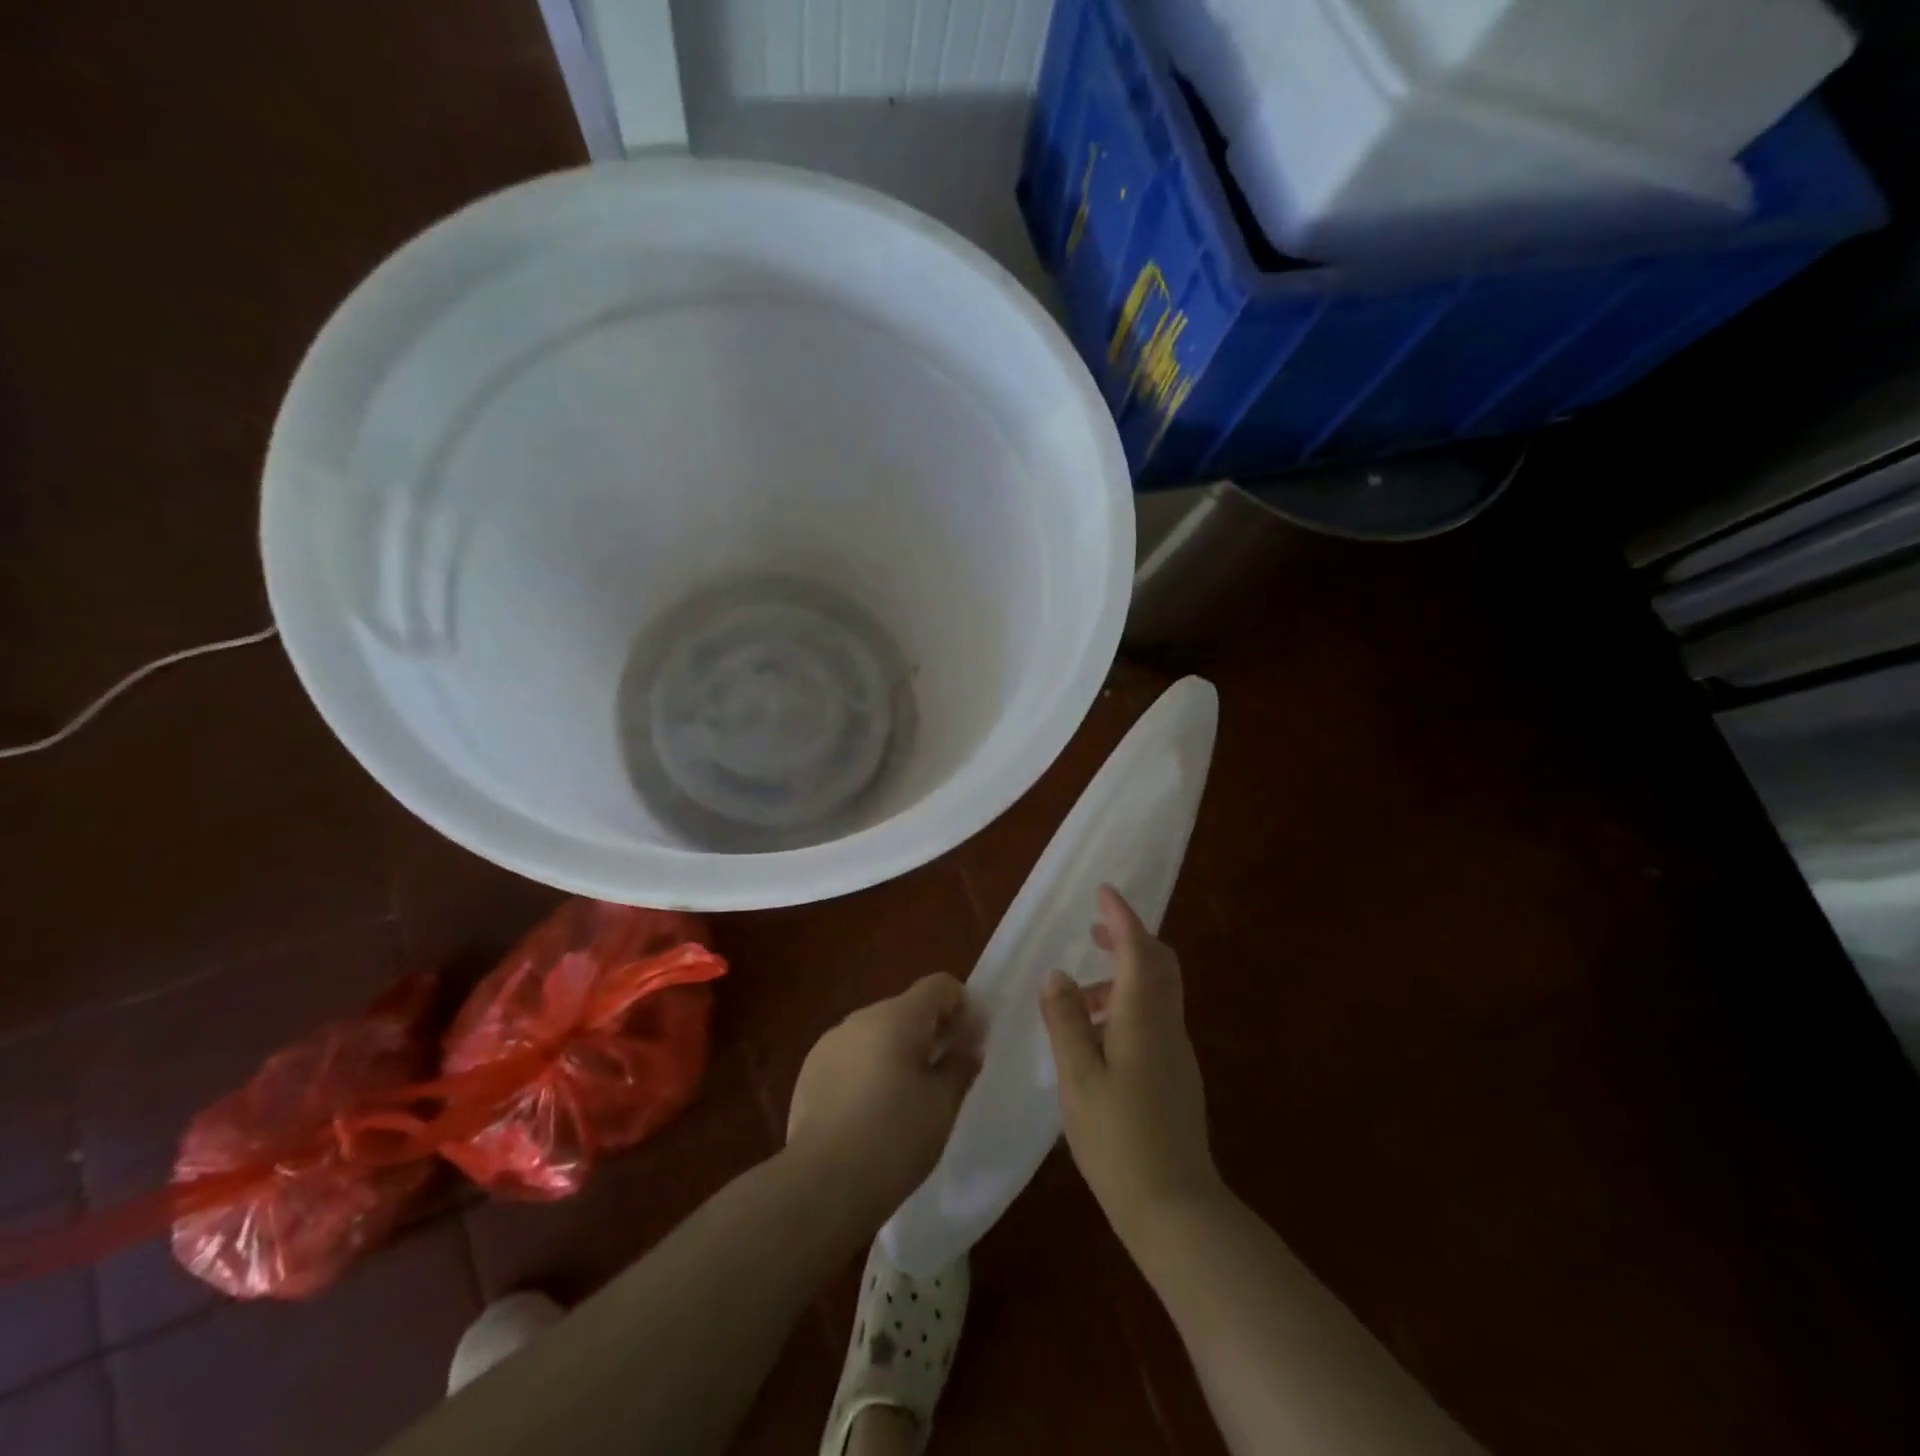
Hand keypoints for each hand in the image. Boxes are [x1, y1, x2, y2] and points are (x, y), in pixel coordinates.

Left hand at [787, 974, 982, 1227]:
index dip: (961, 1005)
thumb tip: (970, 1037)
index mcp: (898, 1016)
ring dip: (895, 1050)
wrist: (821, 1184)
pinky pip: (850, 1055)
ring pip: (876, 1032)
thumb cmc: (895, 1139)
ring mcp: (830, 1041)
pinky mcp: (809, 1070)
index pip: (939, 985)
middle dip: (929, 1031)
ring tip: (903, 1099)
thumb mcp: (943, 1104)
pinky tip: (867, 1113)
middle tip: (942, 1076)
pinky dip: (866, 1069)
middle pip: (906, 1008)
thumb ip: (961, 1062)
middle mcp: (861, 1017)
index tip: (970, 1042)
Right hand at [1041, 886, 1221, 1250]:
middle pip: (1159, 963)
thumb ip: (1065, 1021)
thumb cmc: (1118, 1140)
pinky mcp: (1176, 1074)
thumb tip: (1057, 974)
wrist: (1175, 1208)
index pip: (1137, 949)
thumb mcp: (1077, 1078)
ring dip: (1124, 975)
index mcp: (1143, 1018)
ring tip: (1080, 995)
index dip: (1121, 917)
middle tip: (1095, 931)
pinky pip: (1155, 1017)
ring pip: (1157, 991)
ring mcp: (1177, 1051)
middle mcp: (1167, 1025)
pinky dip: (1129, 1004)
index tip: (1104, 892)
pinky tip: (1098, 1035)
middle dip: (1130, 938)